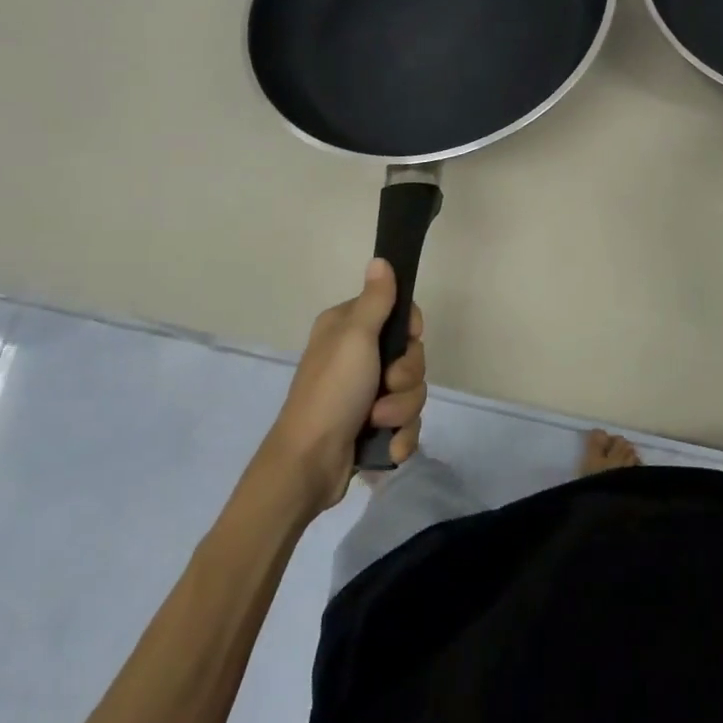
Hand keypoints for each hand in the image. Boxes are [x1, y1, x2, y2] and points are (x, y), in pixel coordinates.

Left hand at [261, 259, 427, 512]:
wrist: (310, 463)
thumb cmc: (332, 391)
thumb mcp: (355, 338)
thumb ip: (375, 300)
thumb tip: (381, 259)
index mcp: (349, 329)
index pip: (400, 315)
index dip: (411, 331)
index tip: (408, 341)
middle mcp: (358, 357)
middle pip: (412, 357)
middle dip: (406, 378)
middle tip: (385, 385)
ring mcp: (366, 394)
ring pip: (413, 392)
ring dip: (401, 410)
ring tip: (377, 421)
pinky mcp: (374, 426)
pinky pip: (407, 423)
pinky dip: (400, 435)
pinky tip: (386, 445)